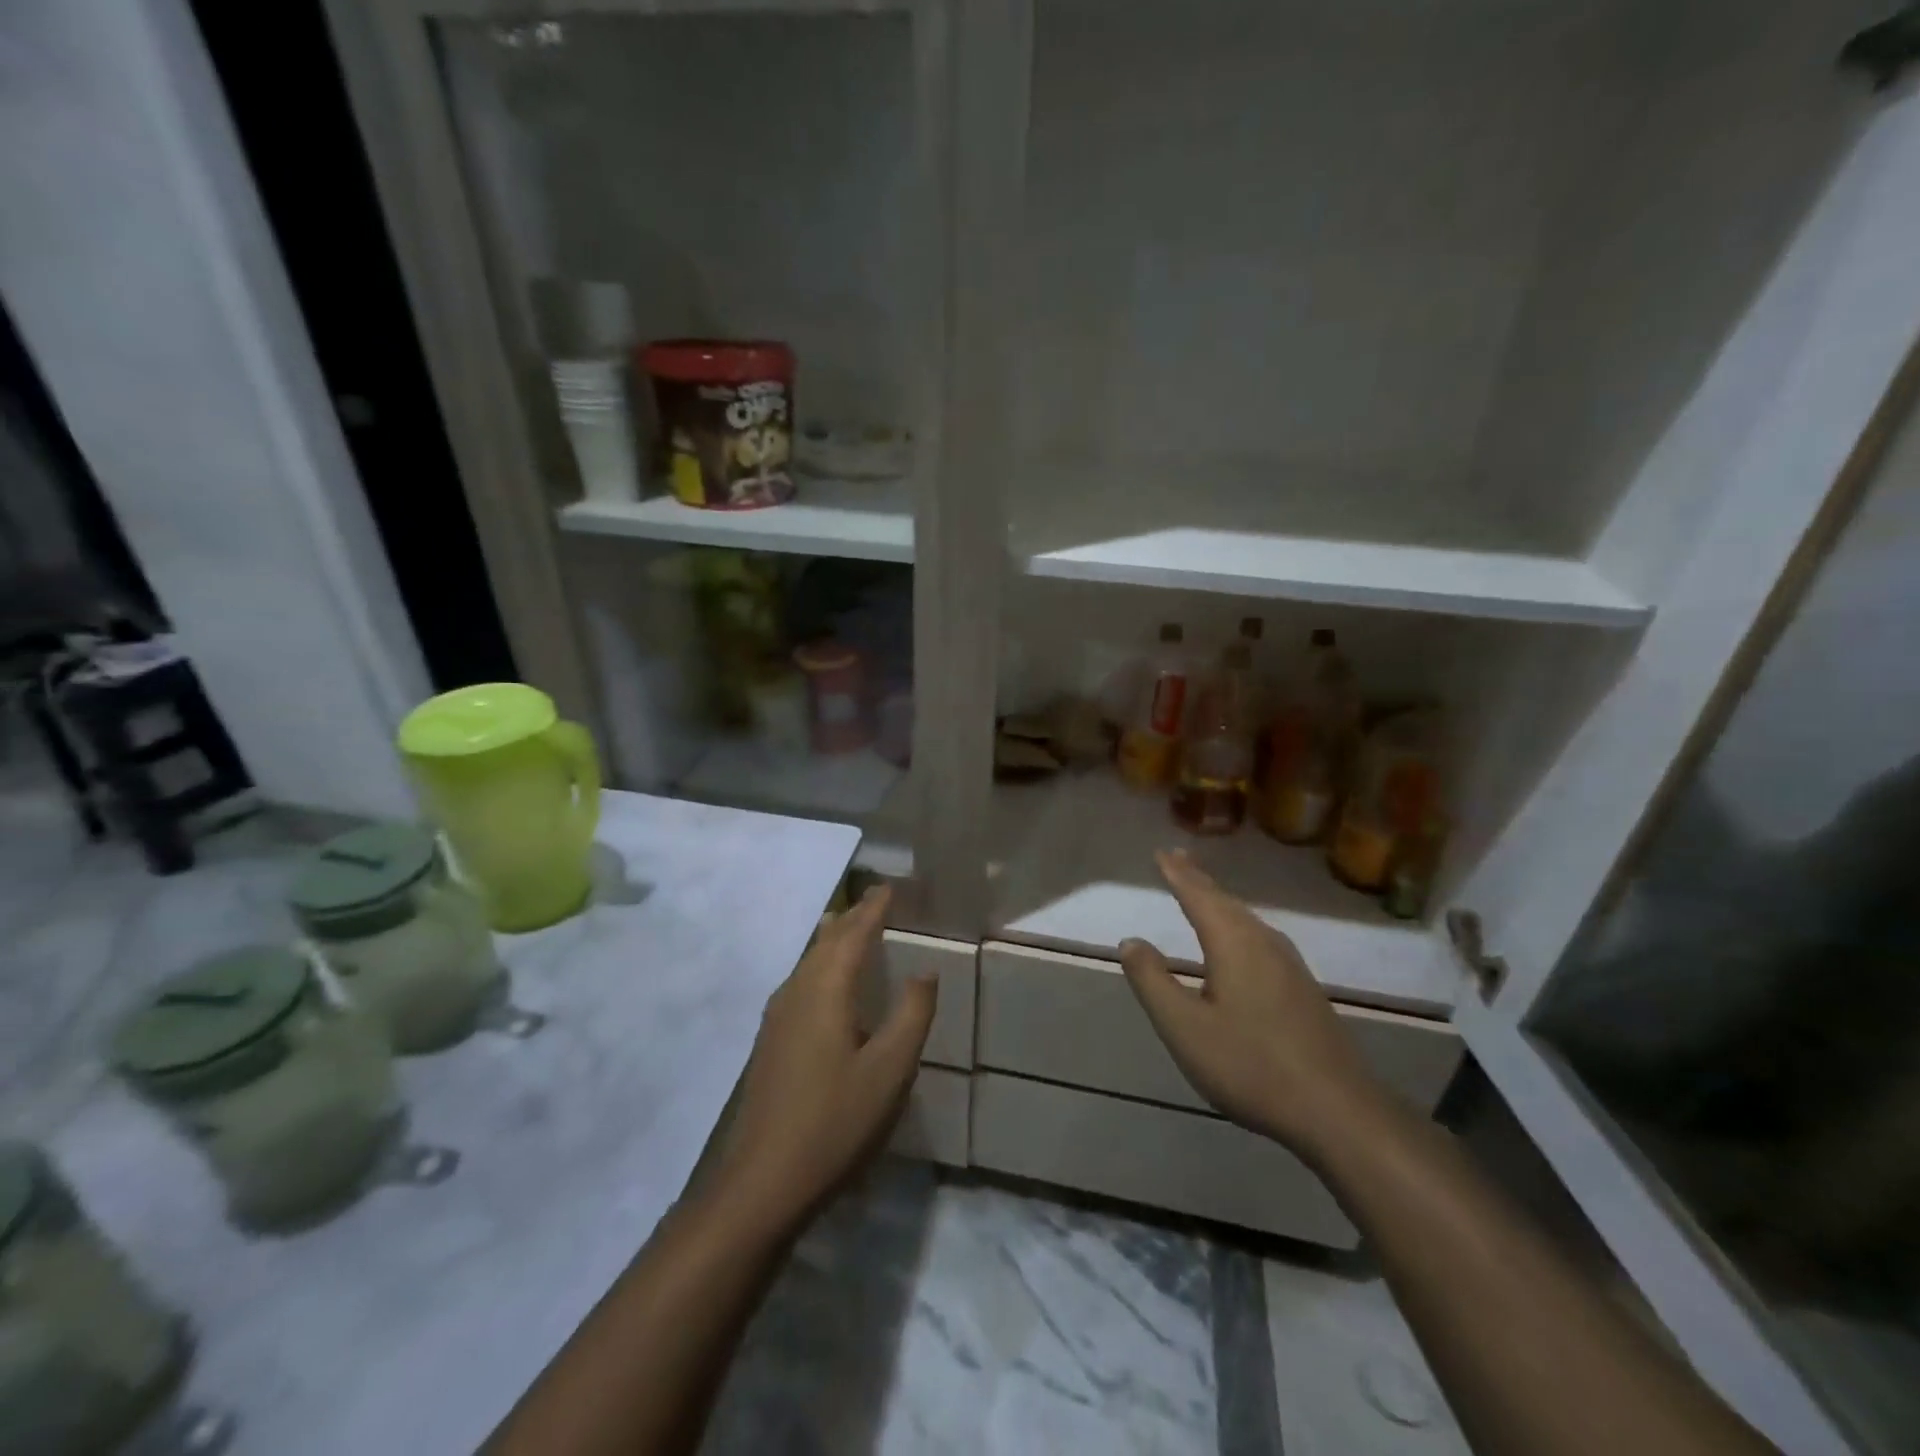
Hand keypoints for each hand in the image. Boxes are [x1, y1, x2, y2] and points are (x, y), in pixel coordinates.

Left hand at [712, 886, 935, 1230]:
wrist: (761, 1183)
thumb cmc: (834, 1122)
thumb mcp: (890, 1070)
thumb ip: (911, 1015)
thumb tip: (924, 972)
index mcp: (825, 989)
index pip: (853, 933)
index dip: (874, 908)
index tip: (889, 886)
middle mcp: (796, 991)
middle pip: (826, 940)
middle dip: (853, 918)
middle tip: (877, 901)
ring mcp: (777, 1017)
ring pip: (810, 960)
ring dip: (835, 940)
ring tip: (855, 929)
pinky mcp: (771, 1041)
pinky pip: (801, 982)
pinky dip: (823, 965)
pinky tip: (829, 984)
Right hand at [1119, 850, 1391, 1162]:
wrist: (1338, 1112)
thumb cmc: (1251, 1065)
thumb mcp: (1184, 1028)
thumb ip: (1152, 981)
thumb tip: (1131, 941)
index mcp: (1234, 944)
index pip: (1199, 896)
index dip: (1178, 873)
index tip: (1161, 852)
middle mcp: (1264, 943)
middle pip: (1226, 902)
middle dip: (1200, 880)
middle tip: (1179, 860)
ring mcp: (1290, 966)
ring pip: (1247, 920)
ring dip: (1221, 902)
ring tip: (1203, 893)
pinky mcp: (1304, 990)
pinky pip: (1261, 939)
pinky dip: (1238, 925)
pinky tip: (1241, 943)